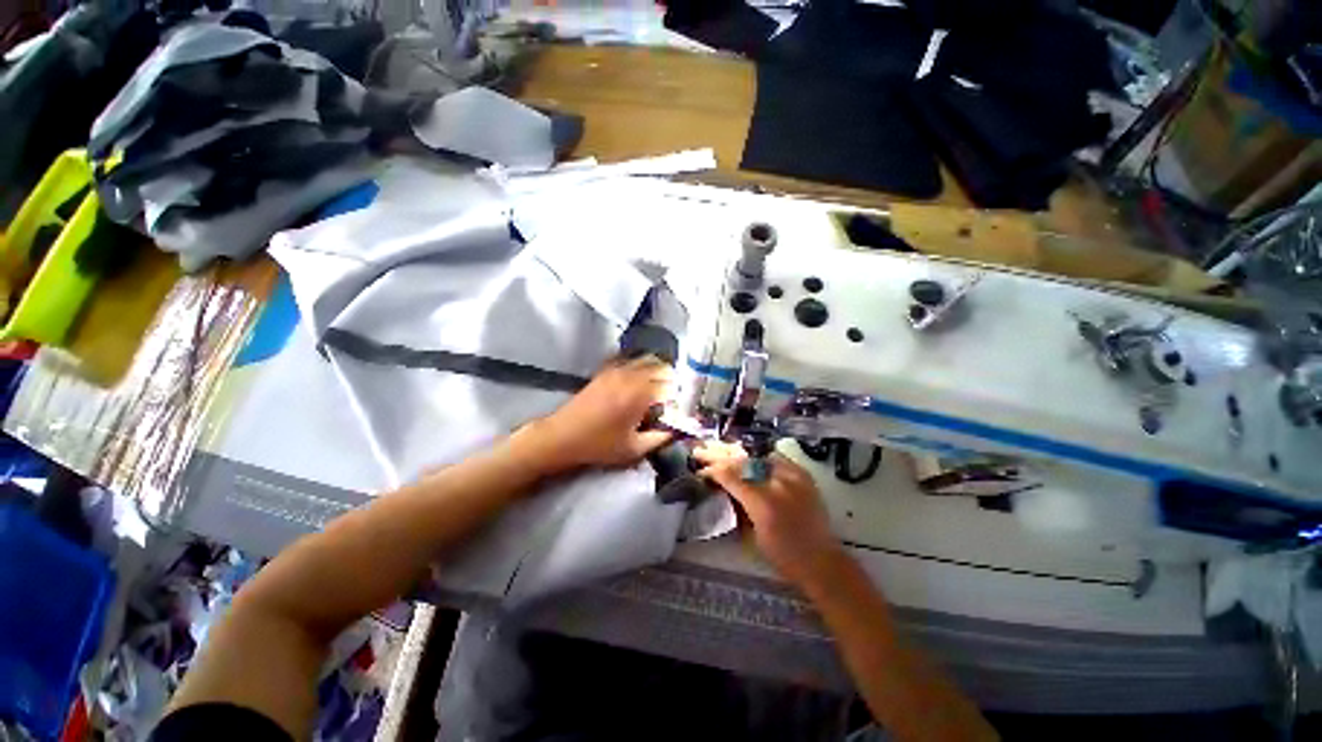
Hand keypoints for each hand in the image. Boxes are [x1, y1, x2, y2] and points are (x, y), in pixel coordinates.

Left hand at [517, 356, 674, 474]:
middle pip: (662, 367)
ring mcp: (617, 369)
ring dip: (658, 371)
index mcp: (640, 394)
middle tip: (670, 399)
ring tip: (658, 388)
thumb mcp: (633, 449)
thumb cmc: (599, 444)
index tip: (677, 409)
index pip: (671, 385)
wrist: (562, 436)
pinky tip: (639, 380)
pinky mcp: (606, 370)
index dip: (678, 397)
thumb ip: (659, 438)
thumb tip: (676, 430)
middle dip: (671, 381)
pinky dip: (641, 365)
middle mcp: (631, 376)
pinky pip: (630, 360)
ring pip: (647, 360)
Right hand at [696, 443, 846, 587]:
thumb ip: (737, 505)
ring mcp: (793, 475)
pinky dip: (760, 457)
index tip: (701, 470)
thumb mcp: (752, 534)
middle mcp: (777, 483)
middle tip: (702, 451)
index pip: (731, 476)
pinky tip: (749, 458)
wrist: (821, 560)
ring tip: (722, 451)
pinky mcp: (803, 474)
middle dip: (720, 456)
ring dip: (738, 454)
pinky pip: (776, 458)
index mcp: (762, 502)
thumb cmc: (782, 555)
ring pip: (757, 455)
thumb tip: (721, 487)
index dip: (713, 471)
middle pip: (743, 461)